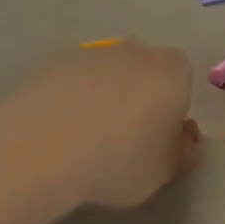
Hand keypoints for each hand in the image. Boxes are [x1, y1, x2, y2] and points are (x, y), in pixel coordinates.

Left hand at [1, 41, 201, 209]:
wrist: (42, 149)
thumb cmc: (117, 161)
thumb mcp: (163, 172)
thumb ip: (180, 152)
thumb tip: (182, 139)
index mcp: (171, 72)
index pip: (182, 81)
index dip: (172, 110)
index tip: (159, 139)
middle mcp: (134, 51)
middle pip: (144, 70)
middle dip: (138, 97)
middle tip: (125, 139)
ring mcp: (90, 53)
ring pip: (107, 74)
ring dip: (103, 96)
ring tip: (85, 139)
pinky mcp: (52, 62)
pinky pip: (73, 80)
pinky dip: (71, 98)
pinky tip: (58, 131)